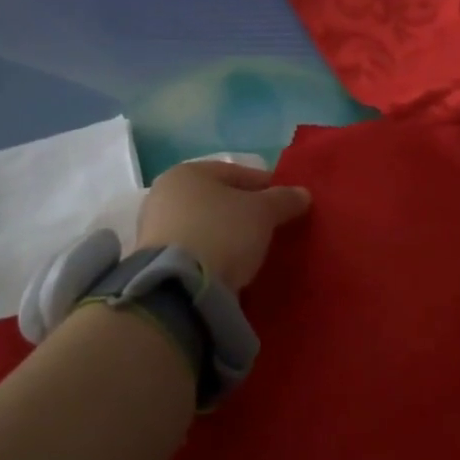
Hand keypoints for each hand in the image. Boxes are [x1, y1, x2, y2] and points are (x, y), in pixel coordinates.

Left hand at [136, 159, 311, 290]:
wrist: (179, 287)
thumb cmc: (222, 233)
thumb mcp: (263, 213)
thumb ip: (284, 200)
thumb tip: (303, 194)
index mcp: (187, 173)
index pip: (238, 173)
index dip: (267, 186)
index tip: (288, 204)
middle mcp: (165, 194)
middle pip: (219, 200)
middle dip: (246, 212)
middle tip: (273, 228)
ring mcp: (155, 229)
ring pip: (206, 225)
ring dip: (229, 235)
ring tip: (255, 251)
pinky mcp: (155, 261)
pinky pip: (195, 250)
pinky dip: (214, 254)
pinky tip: (232, 267)